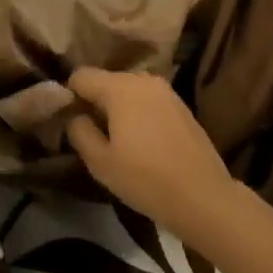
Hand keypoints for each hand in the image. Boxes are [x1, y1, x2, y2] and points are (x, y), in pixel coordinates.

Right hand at [64, 68, 234, 240]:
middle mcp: (142, 79)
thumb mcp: (101, 163)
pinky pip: (147, 100)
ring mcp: (165, 90)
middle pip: (106, 81)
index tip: (68, 121)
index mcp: (120, 87)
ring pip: (127, 90)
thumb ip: (79, 131)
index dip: (69, 95)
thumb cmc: (146, 180)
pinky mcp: (180, 105)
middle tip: (91, 134)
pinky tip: (142, 142)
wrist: (204, 197)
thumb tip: (74, 115)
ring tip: (117, 140)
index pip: (81, 76)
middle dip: (94, 102)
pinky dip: (138, 113)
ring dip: (117, 108)